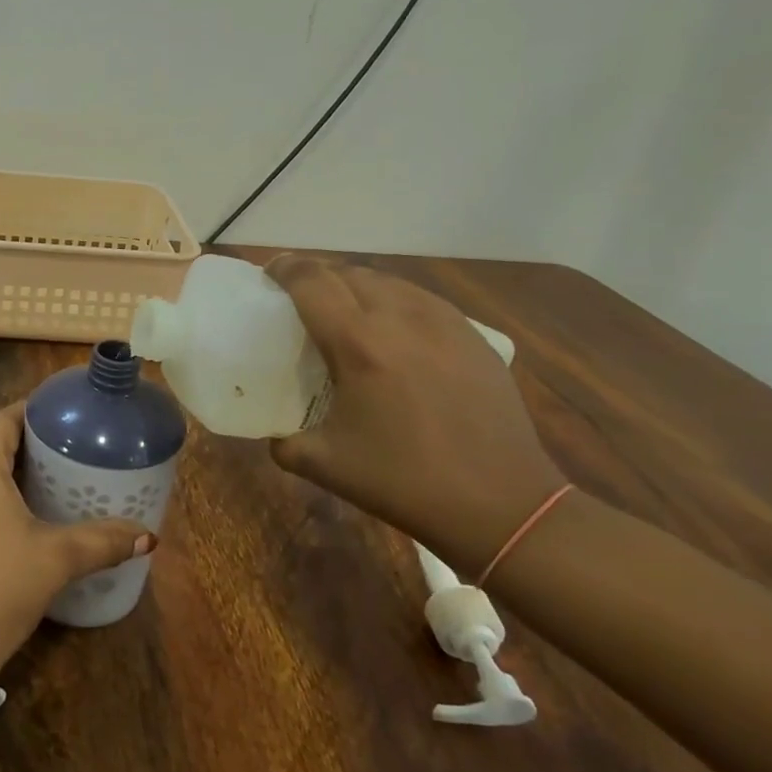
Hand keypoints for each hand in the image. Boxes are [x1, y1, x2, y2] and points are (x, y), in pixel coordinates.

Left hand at [0, 403, 154, 678]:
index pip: (3, 420)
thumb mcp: (57, 559)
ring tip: (47, 485)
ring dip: (4, 475)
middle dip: (24, 447)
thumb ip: (102, 541)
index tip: (64, 417)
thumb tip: (148, 537)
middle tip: (65, 453)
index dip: (32, 412)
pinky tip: (14, 524)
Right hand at [265, 255, 564, 572]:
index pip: (312, 281)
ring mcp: (443, 322)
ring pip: (389, 281)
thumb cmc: (404, 482)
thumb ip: (284, 441)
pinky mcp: (473, 336)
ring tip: (345, 309)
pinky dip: (395, 301)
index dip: (285, 268)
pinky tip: (394, 329)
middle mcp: (400, 318)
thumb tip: (274, 432)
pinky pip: (422, 299)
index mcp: (358, 343)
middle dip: (319, 276)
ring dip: (357, 285)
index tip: (270, 272)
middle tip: (302, 297)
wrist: (500, 503)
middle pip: (349, 273)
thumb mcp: (324, 465)